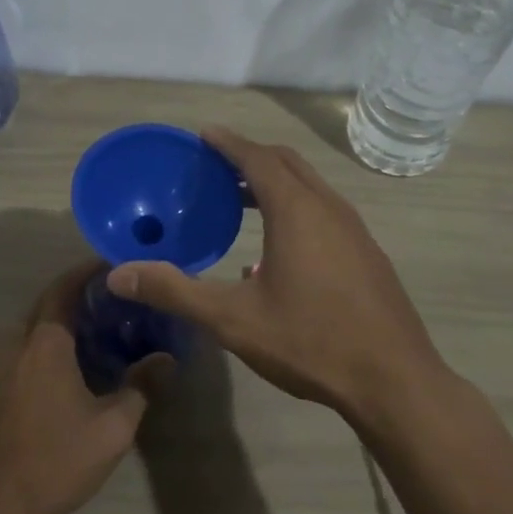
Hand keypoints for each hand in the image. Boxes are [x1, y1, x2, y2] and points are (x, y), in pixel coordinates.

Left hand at [0, 260, 170, 513]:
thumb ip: (141, 386)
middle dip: (79, 295)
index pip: (64, 288)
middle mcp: (17, 344)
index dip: (88, 272)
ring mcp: (0, 367)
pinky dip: (50, 343)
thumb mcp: (113, 426)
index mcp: (45, 343)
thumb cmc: (56, 459)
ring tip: (102, 329)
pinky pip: (25, 349)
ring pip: (35, 328)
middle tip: (118, 299)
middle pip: (47, 304)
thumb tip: (167, 359)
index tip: (116, 264)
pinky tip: (76, 364)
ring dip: (64, 321)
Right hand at [106, 127, 448, 419]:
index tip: (204, 134)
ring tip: (241, 199)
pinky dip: (296, 206)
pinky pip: (325, 211)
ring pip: (310, 187)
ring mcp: (355, 230)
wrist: (393, 379)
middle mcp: (329, 207)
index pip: (257, 158)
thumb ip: (175, 290)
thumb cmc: (310, 341)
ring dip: (275, 182)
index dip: (228, 142)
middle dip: (251, 156)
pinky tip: (277, 248)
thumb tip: (118, 274)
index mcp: (297, 210)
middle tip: (216, 164)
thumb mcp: (232, 319)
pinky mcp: (367, 253)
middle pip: (286, 163)